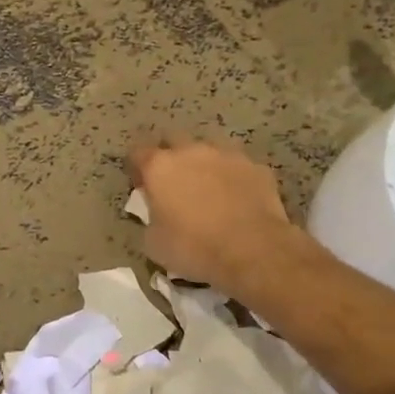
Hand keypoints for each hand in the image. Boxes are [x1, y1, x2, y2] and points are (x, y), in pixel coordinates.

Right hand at [127, 137, 296, 290]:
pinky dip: (233, 178)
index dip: (137, 169)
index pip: (138, 153)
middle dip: (171, 159)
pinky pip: (237, 167)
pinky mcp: (257, 167)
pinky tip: (237, 200)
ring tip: (209, 191)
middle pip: (174, 142)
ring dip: (203, 165)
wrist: (254, 251)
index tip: (142, 187)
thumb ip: (151, 217)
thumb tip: (158, 213)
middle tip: (174, 185)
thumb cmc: (194, 248)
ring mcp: (227, 155)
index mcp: (160, 166)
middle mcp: (191, 151)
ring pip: (209, 151)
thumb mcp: (154, 242)